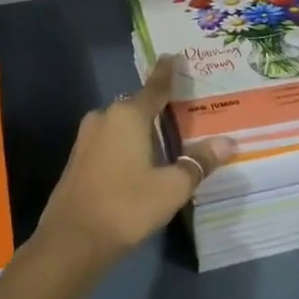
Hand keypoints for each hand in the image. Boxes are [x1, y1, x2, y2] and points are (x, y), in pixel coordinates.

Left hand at [31, 56, 235, 272]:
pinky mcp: (78, 159)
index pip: (155, 87)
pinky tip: (137, 162)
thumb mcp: (171, 188)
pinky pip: (109, 141)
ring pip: (121, 125)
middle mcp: (105, 117)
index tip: (173, 55)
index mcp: (128, 115)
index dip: (166, 72)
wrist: (70, 242)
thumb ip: (198, 163)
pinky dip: (125, 145)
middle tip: (180, 110)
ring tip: (163, 139)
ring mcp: (87, 138)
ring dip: (139, 129)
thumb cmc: (125, 206)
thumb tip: (228, 143)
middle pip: (137, 105)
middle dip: (156, 107)